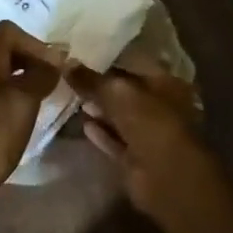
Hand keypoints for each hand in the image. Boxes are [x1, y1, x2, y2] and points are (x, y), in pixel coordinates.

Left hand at [0, 21, 60, 230]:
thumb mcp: (24, 103)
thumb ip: (41, 76)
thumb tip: (54, 59)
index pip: (8, 30)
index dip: (34, 42)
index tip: (52, 66)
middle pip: (1, 50)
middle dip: (29, 60)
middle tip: (51, 83)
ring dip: (18, 79)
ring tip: (37, 101)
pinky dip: (5, 95)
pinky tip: (16, 117)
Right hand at [64, 56, 223, 217]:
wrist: (166, 176)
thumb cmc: (150, 122)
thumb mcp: (118, 92)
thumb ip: (92, 79)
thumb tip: (66, 64)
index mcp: (166, 84)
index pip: (135, 66)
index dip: (110, 61)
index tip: (83, 56)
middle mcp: (160, 107)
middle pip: (126, 93)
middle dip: (101, 86)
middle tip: (72, 77)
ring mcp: (149, 135)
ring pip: (120, 118)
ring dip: (100, 110)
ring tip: (73, 97)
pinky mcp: (136, 159)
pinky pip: (115, 141)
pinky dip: (101, 134)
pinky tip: (83, 123)